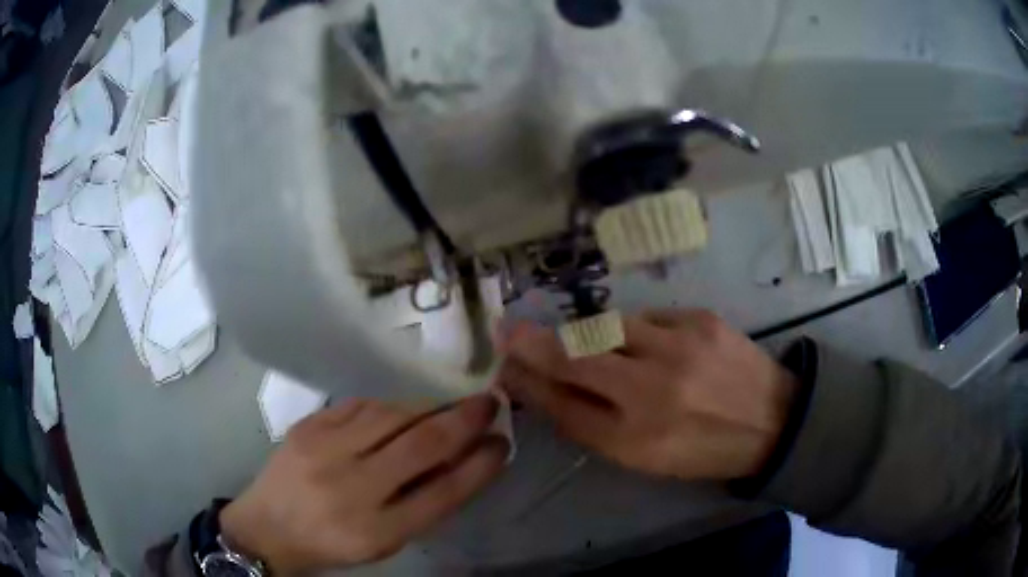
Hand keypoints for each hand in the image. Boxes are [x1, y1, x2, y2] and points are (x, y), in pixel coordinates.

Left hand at [220, 396, 508, 573]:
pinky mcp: (307, 426)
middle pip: (422, 445)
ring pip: (393, 414)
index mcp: (377, 531)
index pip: (443, 492)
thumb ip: (423, 506)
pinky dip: (391, 405)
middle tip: (490, 402)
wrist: (267, 527)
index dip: (480, 465)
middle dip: (464, 420)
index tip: (502, 442)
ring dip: (429, 407)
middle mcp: (352, 488)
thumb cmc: (333, 543)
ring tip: (448, 405)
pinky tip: (404, 409)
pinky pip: (361, 405)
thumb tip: (463, 461)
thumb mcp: (384, 542)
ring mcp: (324, 451)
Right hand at [498, 310, 796, 480]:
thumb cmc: (704, 450)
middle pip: (576, 359)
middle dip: (534, 344)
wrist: (773, 420)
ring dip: (583, 333)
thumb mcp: (645, 458)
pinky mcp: (701, 319)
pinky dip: (632, 329)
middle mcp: (654, 392)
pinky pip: (646, 317)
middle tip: (509, 332)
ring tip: (573, 338)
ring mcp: (679, 347)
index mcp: (637, 440)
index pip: (563, 406)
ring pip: (607, 328)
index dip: (529, 382)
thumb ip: (593, 425)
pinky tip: (641, 344)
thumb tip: (547, 390)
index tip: (505, 366)